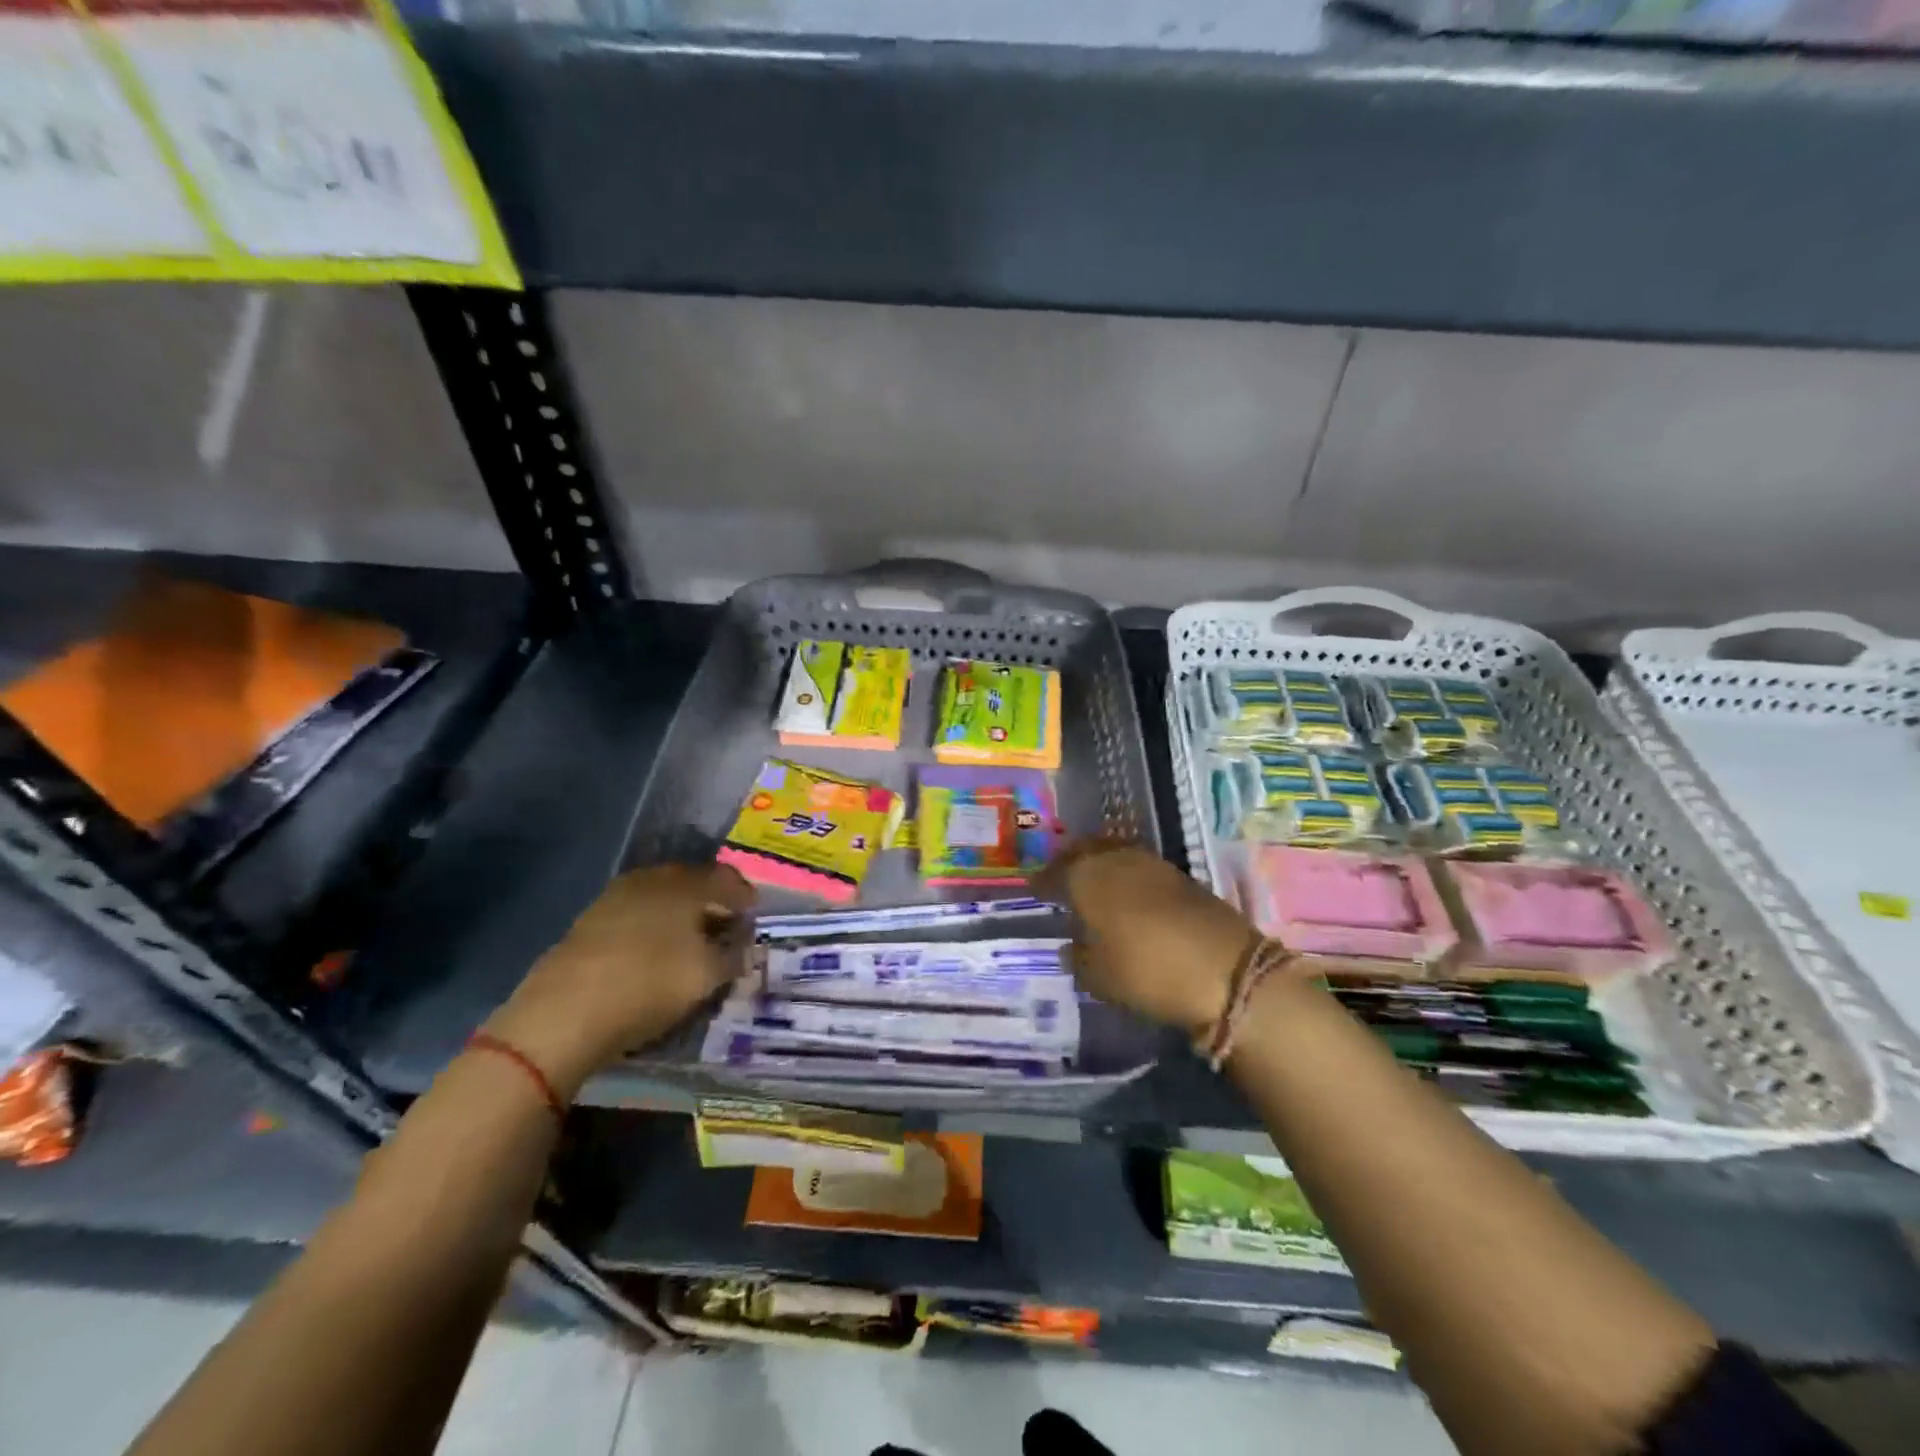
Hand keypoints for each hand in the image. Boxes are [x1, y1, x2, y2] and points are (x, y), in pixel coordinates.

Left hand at [482, 863, 753, 1098]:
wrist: (563, 1012)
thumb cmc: (649, 985)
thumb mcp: (706, 976)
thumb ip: (733, 956)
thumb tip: (744, 945)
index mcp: (686, 885)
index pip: (726, 879)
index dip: (744, 896)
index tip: (753, 913)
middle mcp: (652, 880)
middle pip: (692, 883)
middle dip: (712, 900)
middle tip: (725, 923)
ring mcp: (616, 897)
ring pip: (661, 897)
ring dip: (679, 913)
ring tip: (690, 938)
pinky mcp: (589, 921)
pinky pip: (635, 914)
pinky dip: (652, 926)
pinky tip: (653, 948)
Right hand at [1035, 840, 1256, 1035]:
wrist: (1226, 970)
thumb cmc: (1147, 972)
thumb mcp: (1099, 977)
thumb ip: (1078, 958)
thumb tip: (1070, 946)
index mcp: (1088, 877)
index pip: (1055, 872)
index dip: (1043, 882)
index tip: (1035, 890)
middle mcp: (1116, 860)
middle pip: (1085, 851)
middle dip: (1070, 862)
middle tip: (1060, 878)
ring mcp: (1152, 864)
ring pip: (1114, 854)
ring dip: (1100, 865)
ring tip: (1092, 885)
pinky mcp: (1180, 876)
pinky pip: (1139, 867)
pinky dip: (1126, 875)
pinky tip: (1125, 895)